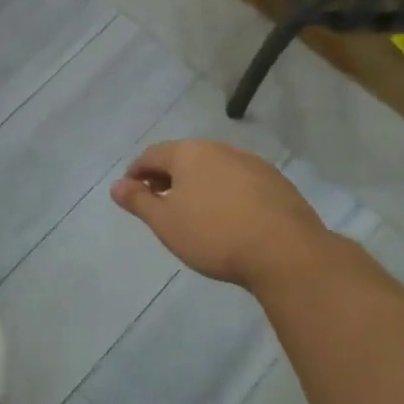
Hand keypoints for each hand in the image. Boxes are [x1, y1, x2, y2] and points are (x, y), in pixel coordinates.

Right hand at [111, 141, 330, 290]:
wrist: (286, 253)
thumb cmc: (214, 235)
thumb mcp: (165, 222)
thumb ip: (138, 201)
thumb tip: (117, 186)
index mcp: (189, 153)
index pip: (152, 155)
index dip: (136, 173)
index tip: (131, 193)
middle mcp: (221, 150)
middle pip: (184, 158)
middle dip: (167, 176)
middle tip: (159, 202)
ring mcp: (253, 164)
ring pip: (214, 169)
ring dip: (198, 184)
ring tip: (194, 212)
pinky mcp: (278, 183)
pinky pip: (240, 182)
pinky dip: (226, 193)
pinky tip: (228, 218)